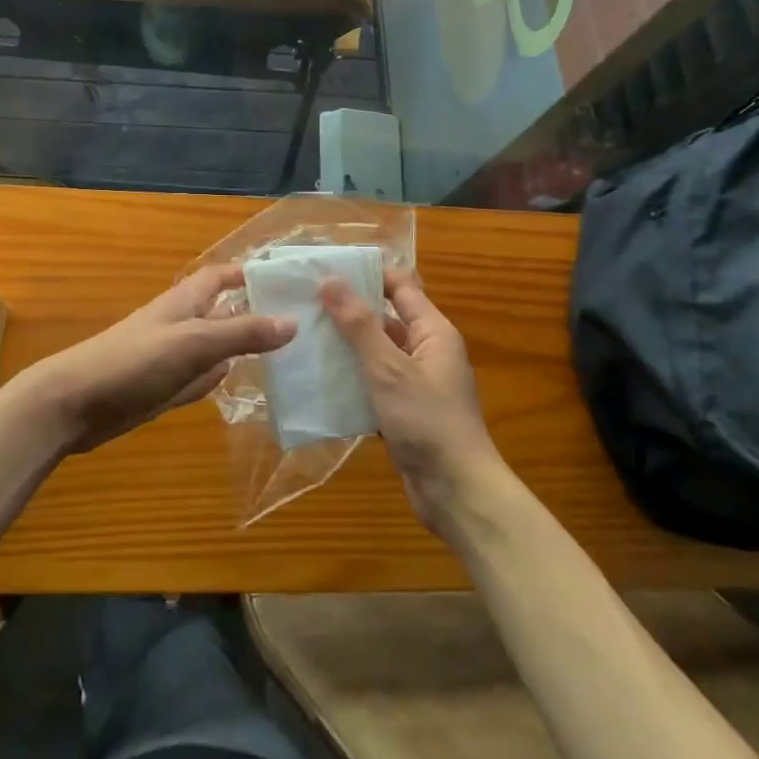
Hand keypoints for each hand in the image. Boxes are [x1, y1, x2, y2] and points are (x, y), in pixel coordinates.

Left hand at [17, 264, 294, 455]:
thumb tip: (293, 321)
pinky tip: (240, 384)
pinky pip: (199, 378)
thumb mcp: (194, 343)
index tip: (286, 277)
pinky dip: (219, 378)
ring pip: (214, 347)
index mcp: (184, 302)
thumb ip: (242, 333)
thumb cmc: (133, 362)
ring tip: (284, 353)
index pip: (221, 277)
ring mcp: (170, 359)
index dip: (249, 272)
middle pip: (222, 311)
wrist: (72, 404)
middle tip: (299, 320)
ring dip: (241, 347)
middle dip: (254, 311)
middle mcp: (180, 325)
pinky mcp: (161, 389)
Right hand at [321, 268, 504, 534]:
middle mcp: (426, 352)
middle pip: (384, 320)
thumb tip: (331, 280)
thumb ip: (359, 325)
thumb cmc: (428, 422)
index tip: (326, 266)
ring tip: (301, 337)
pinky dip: (349, 382)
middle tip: (303, 301)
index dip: (367, 273)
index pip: (399, 287)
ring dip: (344, 348)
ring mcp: (415, 384)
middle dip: (347, 311)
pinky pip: (372, 386)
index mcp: (433, 332)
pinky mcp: (403, 412)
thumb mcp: (389, 369)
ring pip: (375, 355)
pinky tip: (316, 381)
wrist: (457, 493)